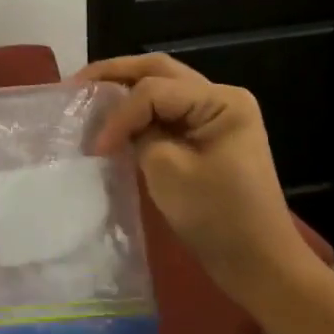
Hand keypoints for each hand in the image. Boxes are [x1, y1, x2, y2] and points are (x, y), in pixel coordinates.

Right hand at [77, 54, 316, 297]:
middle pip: (157, 70)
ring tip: (87, 93)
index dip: (119, 114)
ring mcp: (216, 114)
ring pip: (161, 83)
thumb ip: (137, 132)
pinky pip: (166, 107)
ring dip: (123, 86)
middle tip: (75, 84)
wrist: (258, 263)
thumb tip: (112, 119)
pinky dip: (137, 108)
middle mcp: (221, 96)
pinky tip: (112, 115)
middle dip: (114, 73)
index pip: (153, 91)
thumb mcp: (167, 169)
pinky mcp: (207, 133)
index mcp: (221, 102)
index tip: (96, 147)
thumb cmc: (216, 217)